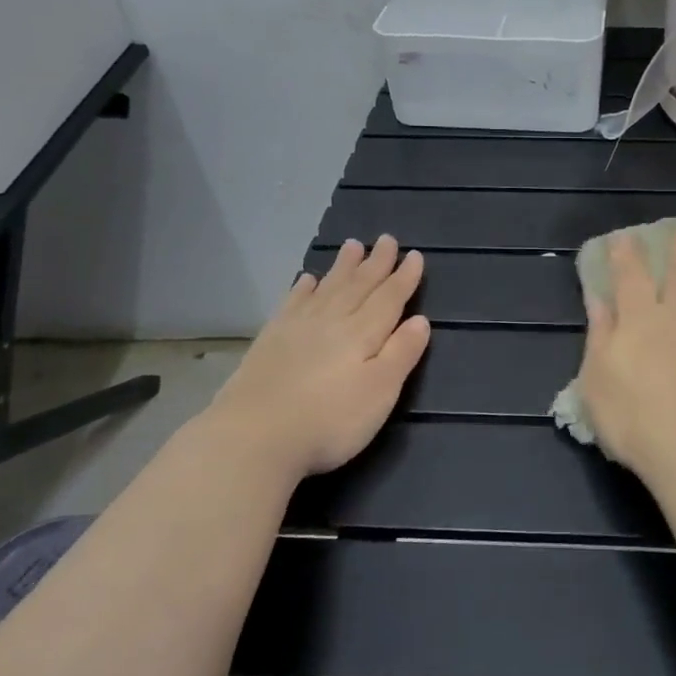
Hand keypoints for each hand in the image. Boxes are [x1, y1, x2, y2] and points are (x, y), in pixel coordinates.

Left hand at [201, 237, 429, 482]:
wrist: (254, 435)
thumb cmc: (329, 420)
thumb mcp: (380, 392)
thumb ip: (401, 353)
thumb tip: (420, 319)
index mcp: (363, 333)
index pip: (389, 298)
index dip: (404, 278)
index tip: (414, 255)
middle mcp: (332, 321)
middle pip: (359, 286)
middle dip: (376, 263)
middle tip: (385, 239)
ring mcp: (298, 328)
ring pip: (327, 288)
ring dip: (343, 267)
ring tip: (352, 245)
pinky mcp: (271, 340)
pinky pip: (292, 303)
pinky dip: (303, 288)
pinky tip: (307, 279)